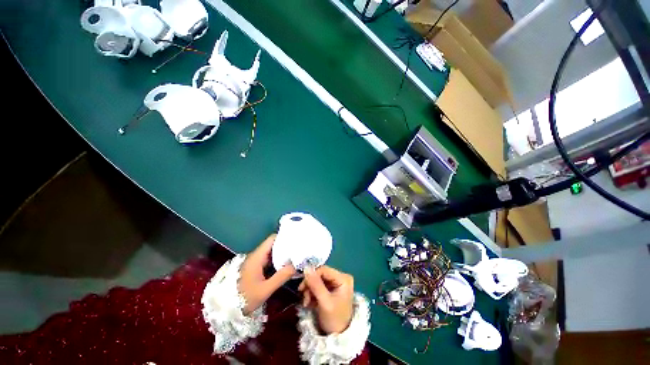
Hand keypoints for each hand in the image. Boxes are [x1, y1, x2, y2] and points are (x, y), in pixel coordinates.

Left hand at [239, 234, 295, 314]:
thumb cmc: (244, 298)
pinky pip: (269, 260)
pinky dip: (278, 260)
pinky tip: (286, 264)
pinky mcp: (255, 268)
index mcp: (257, 256)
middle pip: (273, 244)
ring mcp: (255, 262)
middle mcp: (256, 256)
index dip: (284, 237)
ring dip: (283, 253)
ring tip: (296, 255)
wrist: (225, 309)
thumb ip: (281, 277)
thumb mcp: (265, 289)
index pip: (272, 239)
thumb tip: (297, 265)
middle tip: (299, 248)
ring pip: (271, 252)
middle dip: (286, 245)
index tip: (296, 239)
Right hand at [299, 265, 353, 334]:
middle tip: (303, 297)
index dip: (312, 276)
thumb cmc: (334, 319)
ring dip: (309, 290)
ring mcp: (335, 283)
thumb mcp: (324, 302)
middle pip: (320, 274)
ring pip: (317, 280)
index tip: (301, 288)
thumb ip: (316, 284)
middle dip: (310, 285)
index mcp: (343, 278)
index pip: (324, 270)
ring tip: (306, 302)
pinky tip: (309, 302)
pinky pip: (318, 285)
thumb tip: (306, 268)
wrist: (338, 336)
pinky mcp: (330, 289)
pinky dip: (312, 293)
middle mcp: (340, 277)